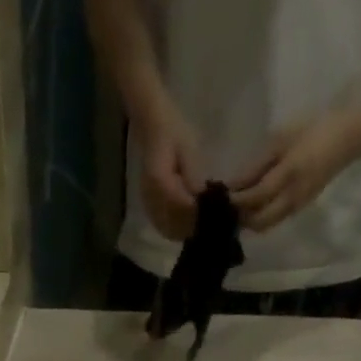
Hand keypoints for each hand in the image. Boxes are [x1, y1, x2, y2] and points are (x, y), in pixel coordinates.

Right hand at [136, 109, 204, 241]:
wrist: (154, 130)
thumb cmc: (173, 133)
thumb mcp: (188, 148)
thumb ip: (193, 174)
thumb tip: (202, 196)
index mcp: (158, 180)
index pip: (179, 203)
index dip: (195, 211)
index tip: (212, 212)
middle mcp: (150, 197)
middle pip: (173, 220)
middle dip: (192, 223)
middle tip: (211, 221)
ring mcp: (148, 205)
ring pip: (168, 228)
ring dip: (185, 230)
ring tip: (202, 225)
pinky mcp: (149, 210)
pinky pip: (163, 227)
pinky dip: (177, 230)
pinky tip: (189, 226)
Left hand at [231, 116, 359, 232]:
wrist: (346, 138)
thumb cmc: (312, 131)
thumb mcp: (281, 140)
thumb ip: (257, 165)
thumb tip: (233, 185)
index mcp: (289, 175)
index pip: (256, 196)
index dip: (237, 200)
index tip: (220, 198)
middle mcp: (292, 197)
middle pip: (258, 221)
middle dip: (241, 217)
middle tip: (227, 208)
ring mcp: (296, 206)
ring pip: (265, 226)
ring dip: (249, 222)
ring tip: (237, 210)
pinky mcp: (299, 209)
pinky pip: (273, 221)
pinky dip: (259, 219)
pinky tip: (251, 209)